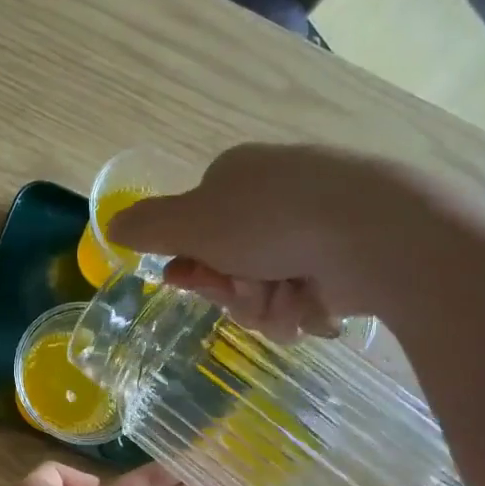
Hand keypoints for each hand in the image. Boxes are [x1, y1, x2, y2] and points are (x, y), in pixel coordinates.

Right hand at [106, 143, 484, 339]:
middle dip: (234, 291)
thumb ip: (147, 226)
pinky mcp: (345, 256)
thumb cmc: (271, 222)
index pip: (193, 232)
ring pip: (263, 289)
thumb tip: (112, 225)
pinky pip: (302, 297)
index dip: (192, 266)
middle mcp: (273, 196)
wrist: (372, 232)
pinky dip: (301, 308)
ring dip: (266, 306)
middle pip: (228, 266)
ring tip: (289, 299)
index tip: (195, 281)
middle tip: (251, 290)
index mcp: (235, 177)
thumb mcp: (191, 222)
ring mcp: (312, 226)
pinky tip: (315, 304)